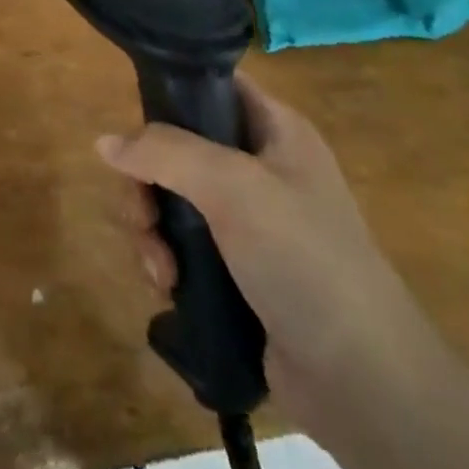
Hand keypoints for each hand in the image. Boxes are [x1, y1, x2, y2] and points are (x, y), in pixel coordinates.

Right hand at [97, 76, 441, 436]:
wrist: (364, 383)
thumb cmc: (303, 258)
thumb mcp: (232, 186)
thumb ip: (164, 152)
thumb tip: (104, 142)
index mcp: (275, 129)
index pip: (212, 85)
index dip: (170, 93)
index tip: (135, 124)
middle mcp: (261, 167)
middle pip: (179, 147)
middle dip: (148, 183)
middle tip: (143, 217)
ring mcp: (250, 222)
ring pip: (174, 199)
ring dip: (152, 230)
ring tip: (159, 270)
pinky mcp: (238, 270)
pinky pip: (183, 245)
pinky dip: (166, 261)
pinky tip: (168, 287)